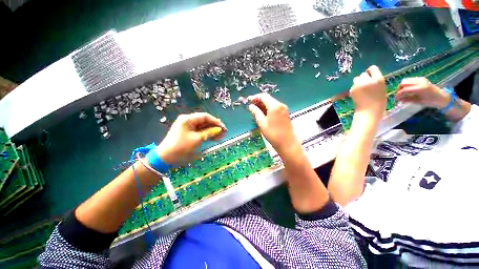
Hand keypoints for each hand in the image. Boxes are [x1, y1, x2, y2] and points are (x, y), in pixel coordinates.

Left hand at [156, 113, 225, 164]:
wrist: (165, 158)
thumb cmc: (181, 146)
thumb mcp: (197, 139)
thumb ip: (209, 133)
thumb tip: (219, 130)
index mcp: (188, 119)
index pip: (205, 116)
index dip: (215, 121)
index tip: (223, 127)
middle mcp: (188, 121)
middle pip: (204, 121)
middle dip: (214, 127)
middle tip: (223, 133)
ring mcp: (187, 127)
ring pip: (203, 127)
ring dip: (211, 131)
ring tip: (220, 136)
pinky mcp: (187, 133)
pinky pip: (199, 132)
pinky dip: (206, 134)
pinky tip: (214, 138)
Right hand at [248, 94, 299, 155]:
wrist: (287, 143)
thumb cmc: (273, 134)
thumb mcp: (262, 123)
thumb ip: (256, 112)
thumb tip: (251, 106)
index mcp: (274, 106)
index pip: (264, 96)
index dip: (255, 97)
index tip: (248, 100)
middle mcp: (280, 105)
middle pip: (268, 99)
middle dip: (259, 101)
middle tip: (251, 106)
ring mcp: (284, 109)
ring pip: (271, 103)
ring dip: (263, 105)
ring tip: (255, 110)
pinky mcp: (285, 113)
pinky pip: (275, 108)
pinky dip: (268, 108)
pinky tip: (263, 113)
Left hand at [350, 65, 386, 117]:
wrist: (369, 110)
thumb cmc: (378, 101)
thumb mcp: (381, 87)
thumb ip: (375, 81)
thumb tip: (368, 76)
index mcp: (378, 79)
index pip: (373, 68)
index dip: (370, 71)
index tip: (370, 74)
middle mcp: (368, 80)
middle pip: (363, 74)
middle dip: (364, 78)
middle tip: (365, 85)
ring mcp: (359, 85)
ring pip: (356, 78)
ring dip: (358, 82)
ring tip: (361, 89)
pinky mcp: (352, 89)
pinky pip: (353, 86)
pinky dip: (354, 88)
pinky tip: (358, 94)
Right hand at [396, 77, 448, 108]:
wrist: (442, 97)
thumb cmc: (431, 101)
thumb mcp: (419, 102)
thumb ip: (408, 99)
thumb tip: (398, 99)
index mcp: (420, 88)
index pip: (404, 89)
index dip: (398, 94)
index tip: (396, 99)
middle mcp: (420, 81)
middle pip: (403, 83)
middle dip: (398, 89)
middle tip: (398, 95)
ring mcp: (420, 79)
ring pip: (405, 80)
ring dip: (402, 86)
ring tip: (402, 93)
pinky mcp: (421, 79)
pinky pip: (410, 80)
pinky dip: (406, 85)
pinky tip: (407, 90)